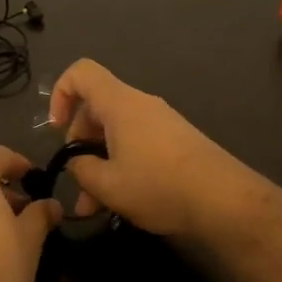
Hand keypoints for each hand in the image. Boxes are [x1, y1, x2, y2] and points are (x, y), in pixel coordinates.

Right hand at [47, 59, 267, 239]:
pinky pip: (137, 144)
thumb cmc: (159, 186)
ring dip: (100, 164)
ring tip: (93, 208)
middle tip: (77, 183)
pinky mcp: (176, 142)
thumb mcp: (108, 185)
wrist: (225, 201)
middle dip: (79, 144)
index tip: (56, 130)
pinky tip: (121, 202)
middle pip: (97, 109)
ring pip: (116, 134)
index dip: (60, 94)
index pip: (81, 73)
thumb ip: (81, 169)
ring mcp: (161, 122)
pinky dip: (122, 166)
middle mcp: (141, 105)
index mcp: (120, 104)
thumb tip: (78, 162)